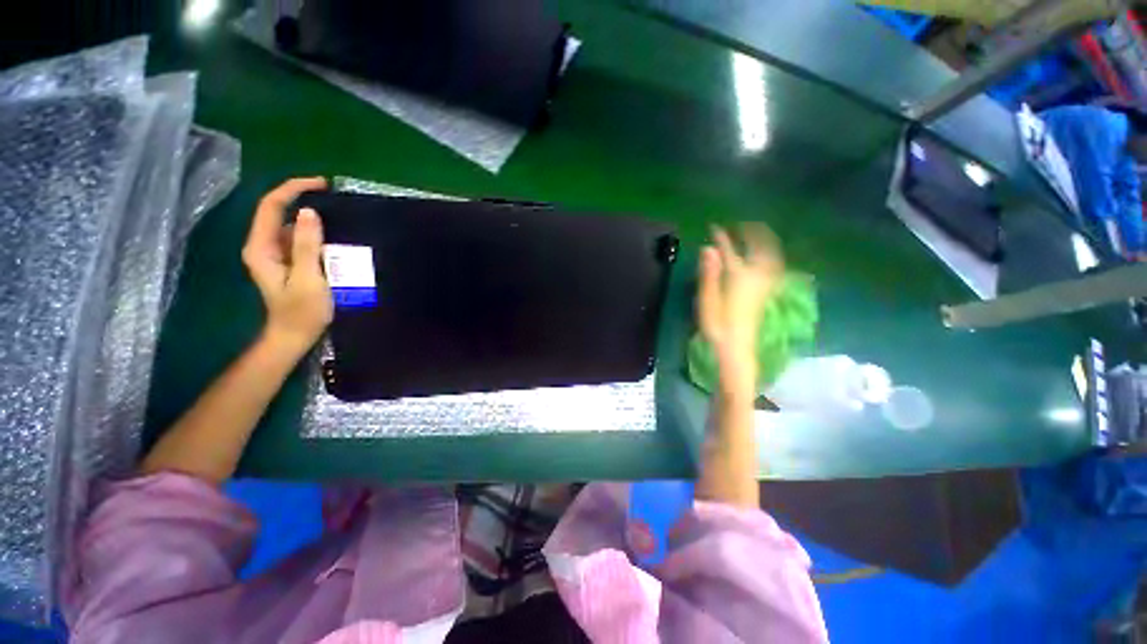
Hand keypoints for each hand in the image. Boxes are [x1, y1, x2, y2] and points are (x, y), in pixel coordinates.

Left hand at [241, 177, 332, 358]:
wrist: (294, 336)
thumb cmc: (302, 311)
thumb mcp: (308, 278)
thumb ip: (307, 245)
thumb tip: (309, 211)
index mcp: (261, 247)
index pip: (272, 206)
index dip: (294, 189)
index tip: (322, 184)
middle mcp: (263, 245)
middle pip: (278, 211)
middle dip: (303, 199)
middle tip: (336, 199)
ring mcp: (274, 254)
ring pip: (290, 225)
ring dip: (311, 218)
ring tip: (340, 217)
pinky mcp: (286, 262)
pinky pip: (298, 239)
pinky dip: (314, 233)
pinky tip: (333, 237)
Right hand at [697, 223, 783, 391]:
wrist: (737, 348)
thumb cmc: (718, 326)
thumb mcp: (708, 300)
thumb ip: (710, 273)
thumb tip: (708, 248)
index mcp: (739, 276)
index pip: (729, 251)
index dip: (721, 237)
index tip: (714, 226)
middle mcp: (756, 276)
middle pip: (759, 248)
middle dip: (752, 233)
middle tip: (743, 224)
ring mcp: (764, 284)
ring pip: (771, 255)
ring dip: (765, 241)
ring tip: (758, 232)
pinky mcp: (766, 292)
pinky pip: (775, 265)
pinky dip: (772, 254)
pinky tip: (768, 255)